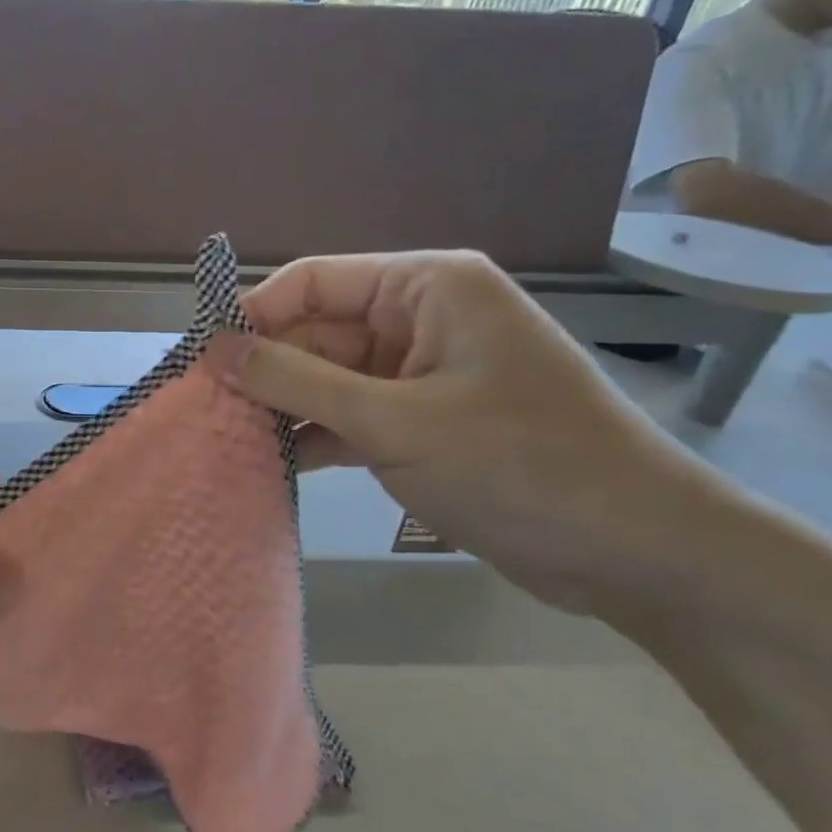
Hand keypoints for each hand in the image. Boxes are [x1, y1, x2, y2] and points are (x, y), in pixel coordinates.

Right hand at [222, 251, 703, 609]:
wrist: (631, 549)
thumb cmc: (517, 465)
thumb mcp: (392, 420)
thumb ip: (296, 381)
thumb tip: (214, 350)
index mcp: (426, 288)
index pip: (313, 282)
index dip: (253, 316)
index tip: (200, 362)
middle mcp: (420, 319)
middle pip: (316, 332)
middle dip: (263, 372)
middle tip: (204, 414)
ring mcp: (420, 375)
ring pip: (326, 379)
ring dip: (282, 409)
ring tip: (225, 441)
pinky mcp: (421, 423)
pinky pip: (348, 416)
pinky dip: (314, 437)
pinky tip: (270, 464)